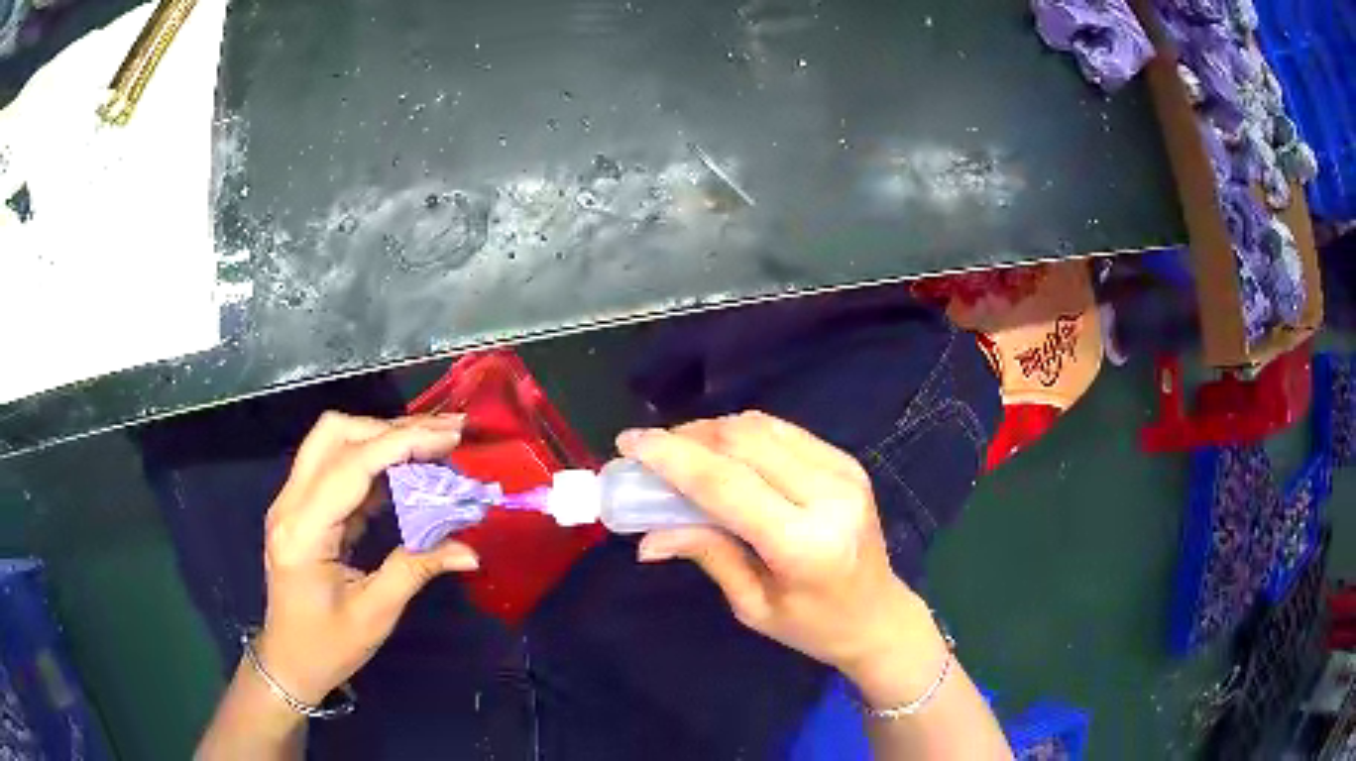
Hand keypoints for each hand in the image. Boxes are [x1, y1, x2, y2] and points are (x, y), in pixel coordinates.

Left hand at [256, 411, 479, 704]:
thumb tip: (470, 550)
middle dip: (391, 429)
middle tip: (443, 439)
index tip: (450, 439)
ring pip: (332, 442)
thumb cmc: (328, 646)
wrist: (288, 662)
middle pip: (334, 434)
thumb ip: (416, 569)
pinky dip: (373, 462)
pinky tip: (405, 475)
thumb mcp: (375, 613)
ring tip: (430, 450)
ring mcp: (290, 502)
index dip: (402, 444)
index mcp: (304, 532)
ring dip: (381, 439)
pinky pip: (335, 466)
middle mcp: (289, 504)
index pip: (351, 465)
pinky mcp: (300, 507)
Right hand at [618, 412, 941, 684]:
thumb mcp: (752, 604)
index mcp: (804, 543)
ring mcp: (843, 471)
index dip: (671, 458)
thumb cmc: (814, 626)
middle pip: (742, 442)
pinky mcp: (847, 461)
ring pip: (761, 427)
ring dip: (711, 431)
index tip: (629, 443)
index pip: (726, 484)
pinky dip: (742, 434)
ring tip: (679, 450)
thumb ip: (706, 554)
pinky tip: (720, 452)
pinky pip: (782, 431)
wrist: (879, 615)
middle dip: (686, 438)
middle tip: (650, 452)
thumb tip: (646, 536)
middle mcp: (829, 495)